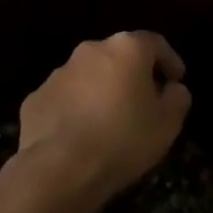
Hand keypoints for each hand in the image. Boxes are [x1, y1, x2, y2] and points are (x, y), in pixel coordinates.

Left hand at [15, 31, 191, 206]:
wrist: (59, 169)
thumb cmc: (123, 139)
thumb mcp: (167, 124)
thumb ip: (177, 99)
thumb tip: (173, 88)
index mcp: (126, 49)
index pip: (155, 43)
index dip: (169, 60)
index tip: (177, 80)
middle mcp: (91, 50)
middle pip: (119, 56)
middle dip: (133, 75)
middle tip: (144, 102)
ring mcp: (59, 73)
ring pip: (89, 76)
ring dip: (102, 91)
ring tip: (110, 123)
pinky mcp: (35, 98)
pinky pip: (65, 99)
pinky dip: (76, 110)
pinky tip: (81, 137)